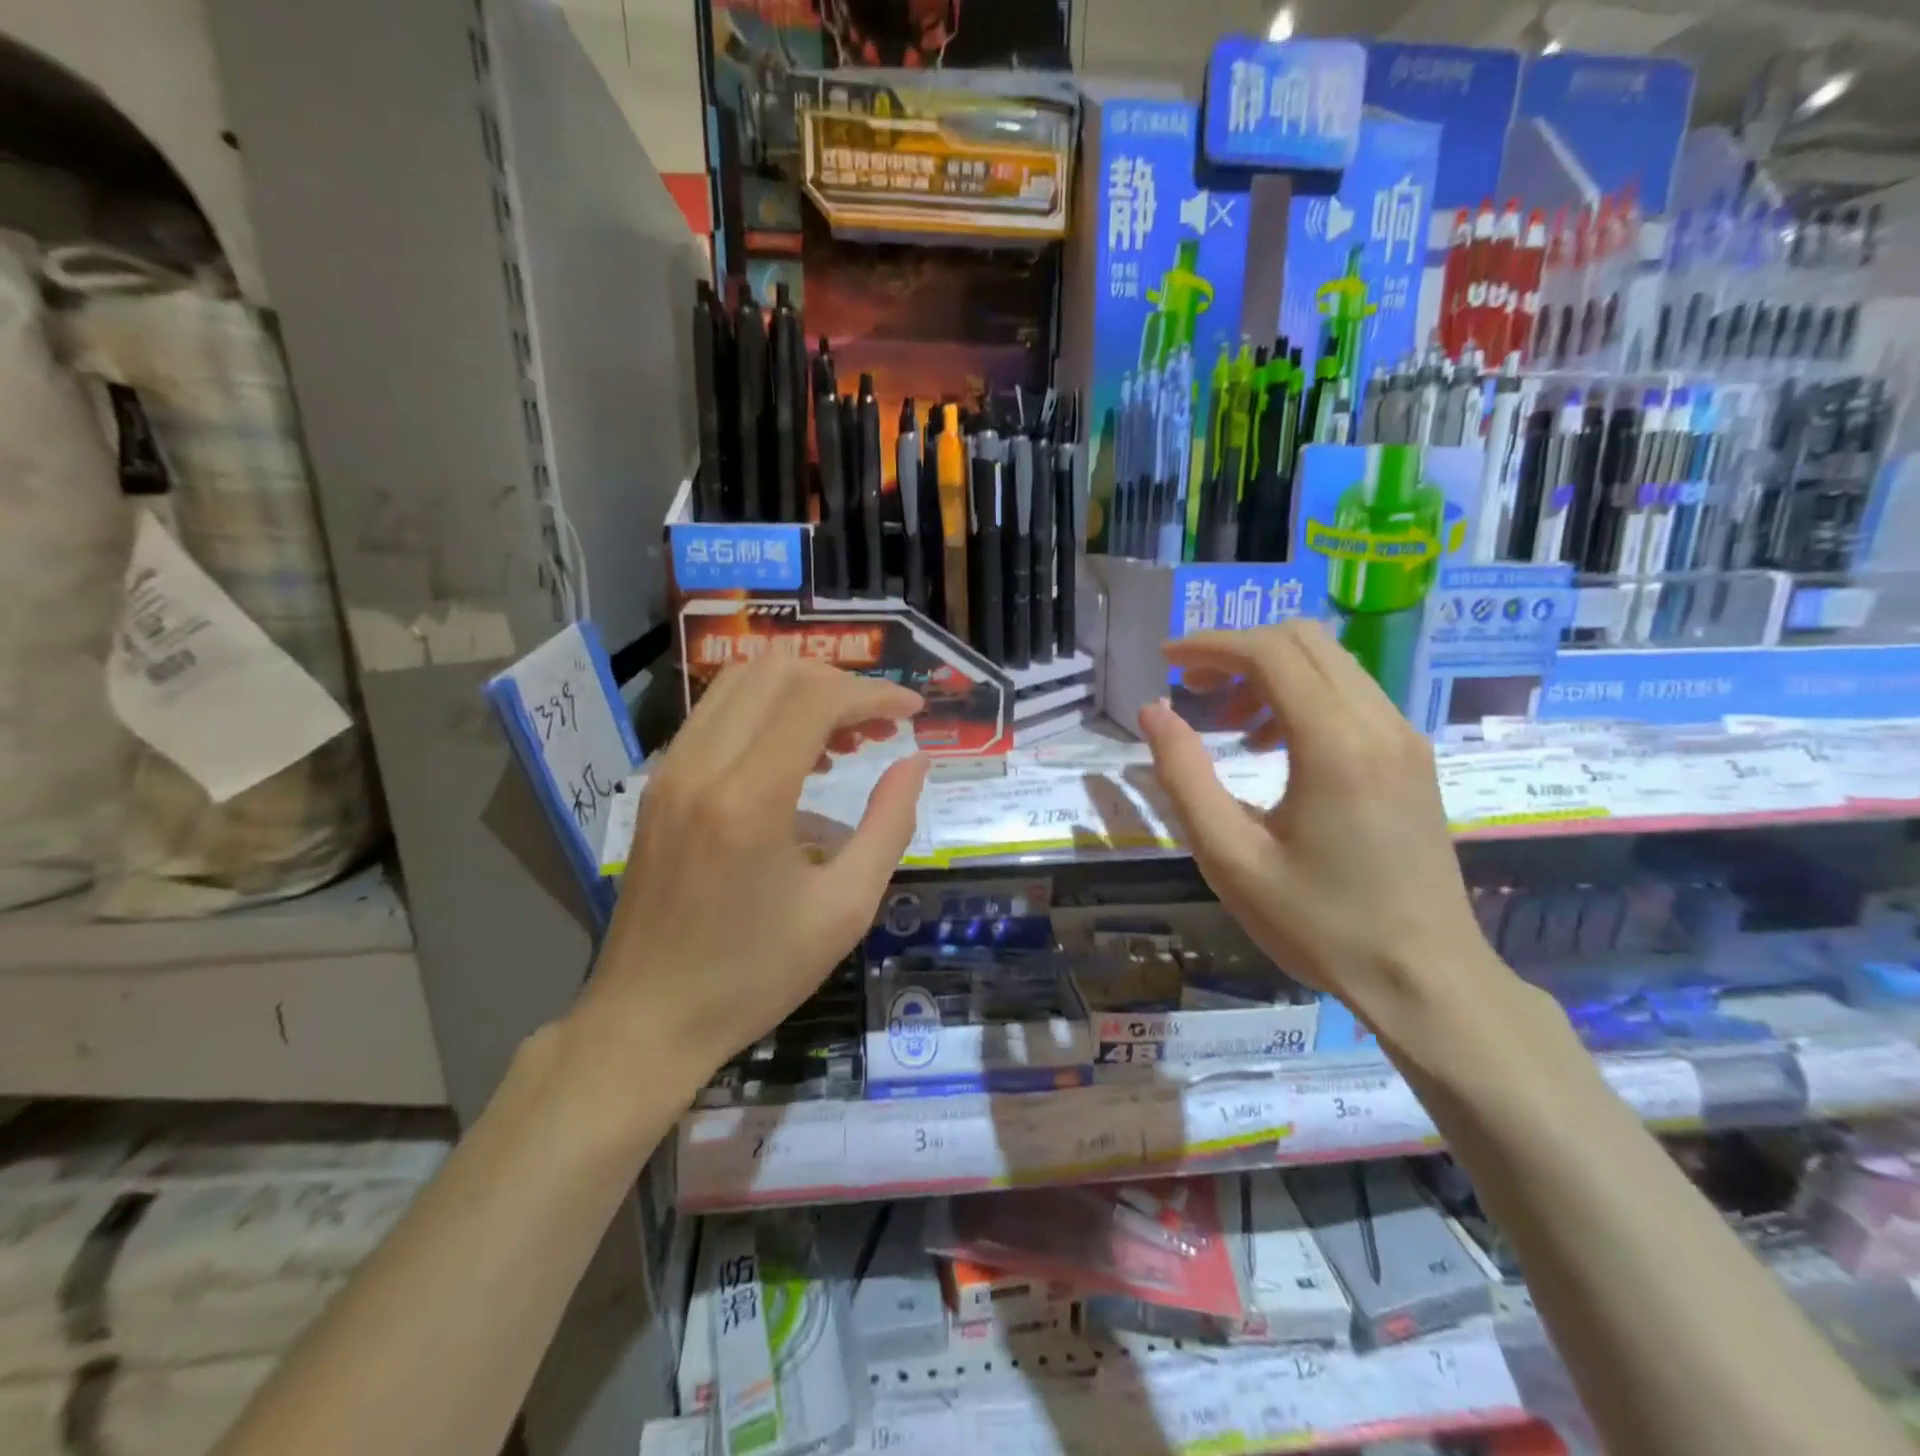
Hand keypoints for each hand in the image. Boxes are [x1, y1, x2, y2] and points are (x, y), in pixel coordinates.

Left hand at [580, 657, 927, 1084]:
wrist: (647, 1020)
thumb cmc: (754, 975)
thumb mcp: (844, 909)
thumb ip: (888, 824)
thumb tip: (915, 762)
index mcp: (749, 799)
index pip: (817, 699)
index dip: (875, 693)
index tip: (914, 711)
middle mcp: (701, 765)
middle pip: (776, 670)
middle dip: (840, 684)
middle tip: (880, 726)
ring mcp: (671, 770)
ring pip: (741, 681)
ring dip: (802, 692)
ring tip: (845, 739)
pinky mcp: (659, 784)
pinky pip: (717, 714)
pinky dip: (767, 712)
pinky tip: (797, 758)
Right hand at [1138, 619, 1501, 1043]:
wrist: (1427, 979)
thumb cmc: (1319, 924)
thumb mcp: (1230, 857)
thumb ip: (1184, 776)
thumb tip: (1154, 712)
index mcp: (1335, 744)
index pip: (1270, 652)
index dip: (1211, 644)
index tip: (1167, 659)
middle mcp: (1379, 723)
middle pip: (1304, 641)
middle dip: (1239, 650)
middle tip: (1193, 688)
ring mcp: (1404, 738)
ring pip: (1331, 663)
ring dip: (1270, 672)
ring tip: (1230, 724)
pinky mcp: (1412, 758)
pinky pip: (1351, 695)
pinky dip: (1302, 696)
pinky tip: (1274, 746)